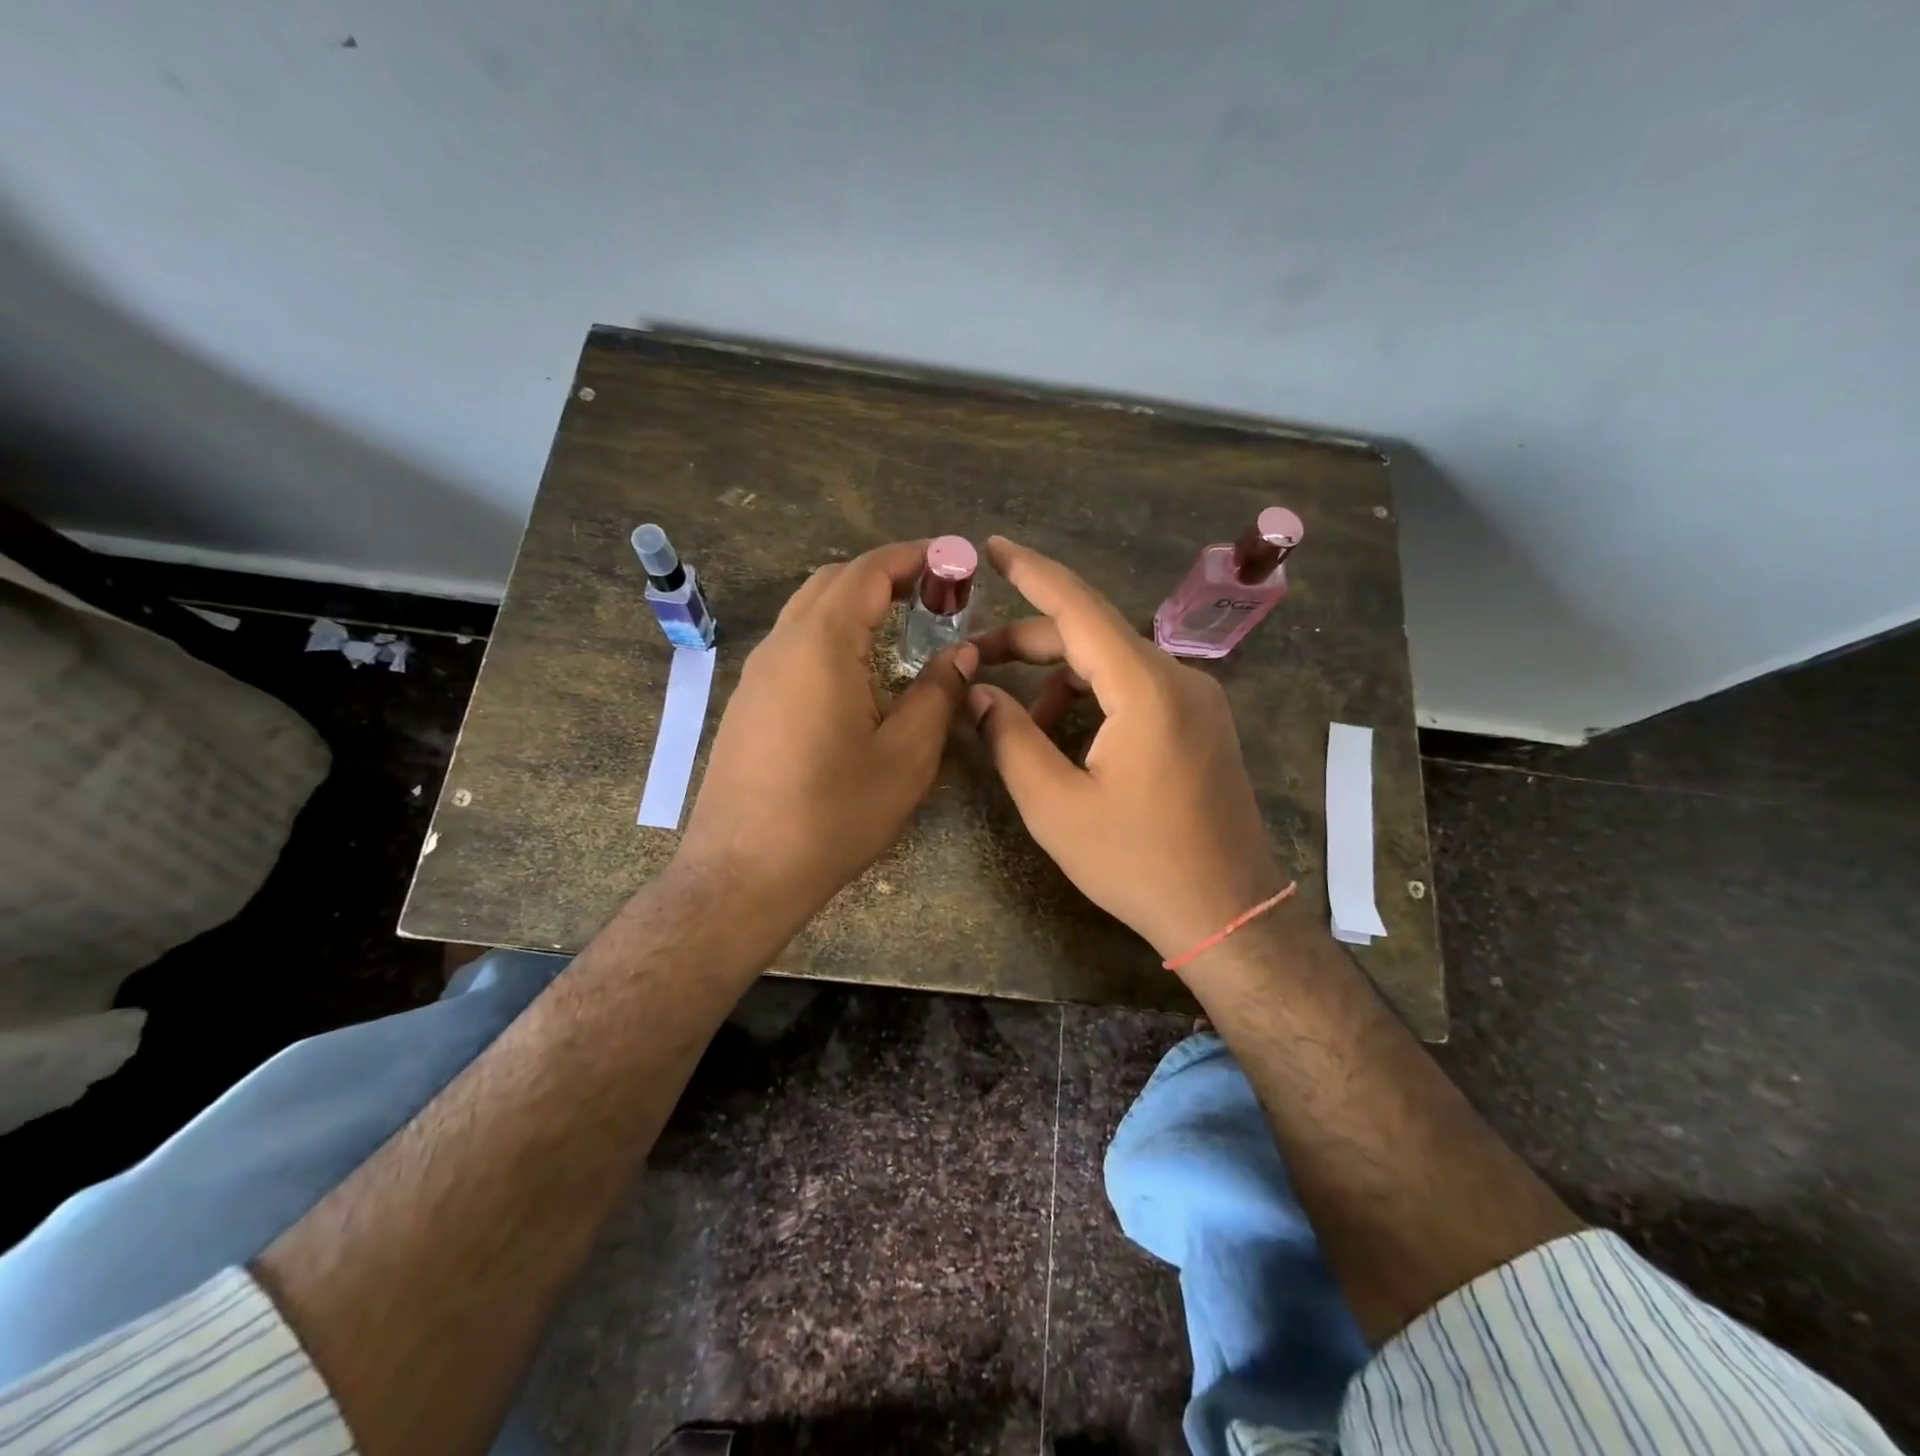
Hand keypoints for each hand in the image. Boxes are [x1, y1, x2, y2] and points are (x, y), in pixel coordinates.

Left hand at [678, 540, 975, 939]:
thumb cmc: (833, 815)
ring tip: (904, 625)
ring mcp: (757, 674)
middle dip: (886, 575)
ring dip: (857, 603)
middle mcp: (782, 645)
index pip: (868, 571)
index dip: (914, 557)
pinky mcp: (748, 702)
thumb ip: (937, 694)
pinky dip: (833, 633)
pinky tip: (860, 671)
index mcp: (822, 646)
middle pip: (833, 581)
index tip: (955, 559)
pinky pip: (794, 645)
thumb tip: (960, 655)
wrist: (743, 874)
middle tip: (935, 594)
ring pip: (809, 611)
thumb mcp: (906, 757)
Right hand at [968, 536, 1286, 963]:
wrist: (1228, 913)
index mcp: (1145, 689)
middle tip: (974, 661)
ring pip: (1112, 664)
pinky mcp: (1201, 723)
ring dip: (1059, 680)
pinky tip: (1068, 739)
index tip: (992, 546)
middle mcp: (1178, 678)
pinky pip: (1136, 689)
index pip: (1079, 608)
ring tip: (1020, 727)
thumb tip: (977, 693)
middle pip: (1092, 636)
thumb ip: (1009, 739)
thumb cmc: (1137, 863)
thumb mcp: (1055, 806)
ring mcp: (1197, 700)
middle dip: (1029, 643)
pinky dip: (1092, 699)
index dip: (1031, 573)